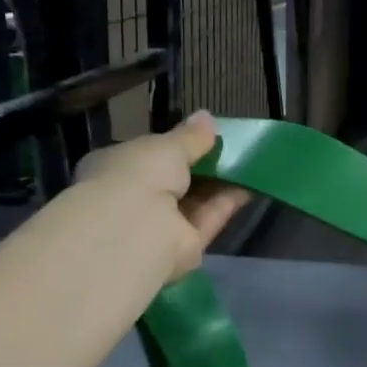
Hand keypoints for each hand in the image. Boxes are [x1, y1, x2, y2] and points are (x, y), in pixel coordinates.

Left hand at [71, 112, 247, 281]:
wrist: (134, 231)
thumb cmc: (138, 175)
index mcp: (116, 169)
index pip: (146, 155)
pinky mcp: (183, 248)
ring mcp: (157, 227)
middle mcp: (133, 199)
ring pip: (194, 201)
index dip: (173, 145)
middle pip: (174, 181)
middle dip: (201, 165)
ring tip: (248, 162)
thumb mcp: (166, 146)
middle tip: (231, 147)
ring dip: (219, 183)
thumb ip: (189, 136)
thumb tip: (206, 117)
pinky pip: (208, 219)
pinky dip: (227, 202)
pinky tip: (250, 184)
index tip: (200, 136)